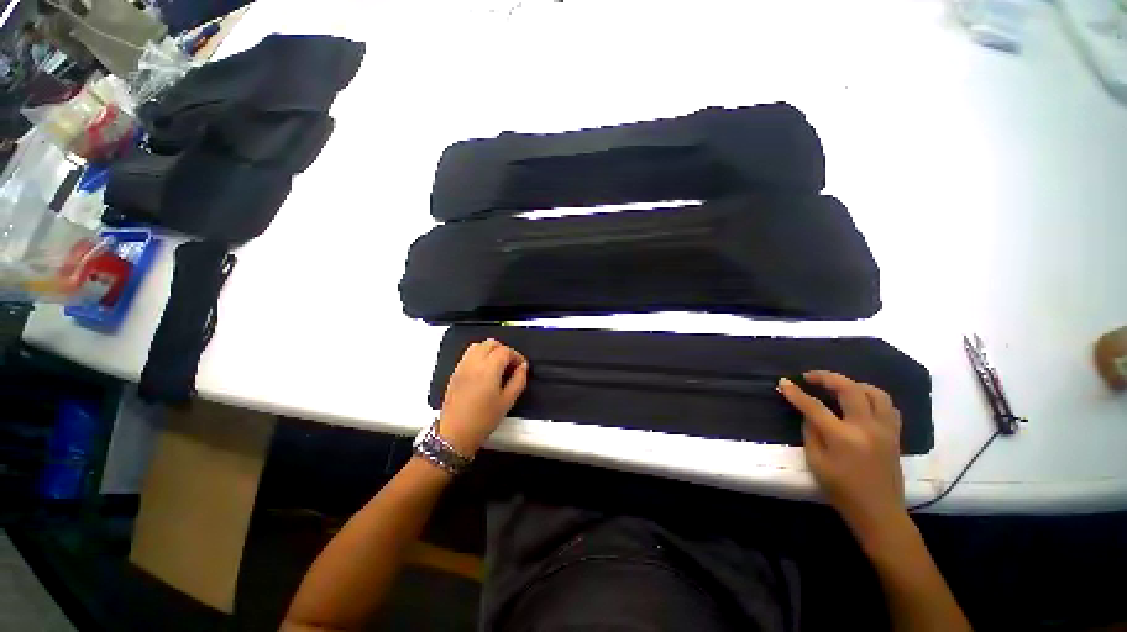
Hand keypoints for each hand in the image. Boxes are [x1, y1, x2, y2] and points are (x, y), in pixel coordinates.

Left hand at [438, 338, 528, 456]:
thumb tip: (523, 367)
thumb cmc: (484, 419)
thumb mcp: (507, 402)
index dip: (516, 356)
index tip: (521, 367)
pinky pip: (468, 355)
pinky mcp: (455, 373)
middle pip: (490, 343)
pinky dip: (479, 356)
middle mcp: (474, 363)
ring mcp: (462, 366)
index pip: (505, 351)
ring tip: (497, 366)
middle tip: (510, 365)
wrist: (455, 433)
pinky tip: (484, 371)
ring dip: (490, 350)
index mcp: (488, 369)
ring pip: (477, 346)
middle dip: (503, 350)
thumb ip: (518, 381)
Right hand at [778, 371, 905, 542]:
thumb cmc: (841, 490)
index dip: (796, 393)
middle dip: (826, 377)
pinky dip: (872, 397)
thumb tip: (808, 413)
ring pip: (875, 393)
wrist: (878, 511)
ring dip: (854, 384)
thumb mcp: (816, 462)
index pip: (814, 406)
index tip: (783, 382)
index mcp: (842, 437)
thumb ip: (810, 433)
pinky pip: (888, 406)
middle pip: (849, 389)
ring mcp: (884, 430)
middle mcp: (866, 428)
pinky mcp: (894, 435)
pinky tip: (861, 402)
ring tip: (838, 386)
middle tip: (810, 377)